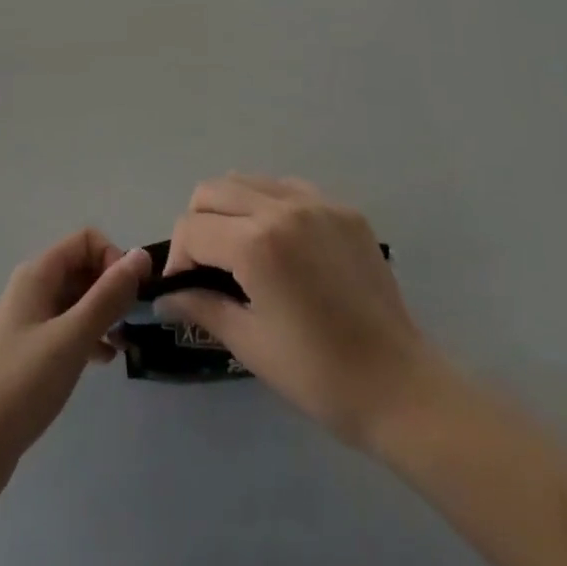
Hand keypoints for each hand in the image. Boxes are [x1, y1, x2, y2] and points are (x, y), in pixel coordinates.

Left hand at [0, 231, 151, 503]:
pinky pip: (69, 326)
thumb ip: (108, 295)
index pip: (86, 241)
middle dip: (111, 287)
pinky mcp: (31, 349)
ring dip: (104, 313)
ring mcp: (30, 319)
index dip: (112, 258)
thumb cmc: (24, 383)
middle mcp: (33, 287)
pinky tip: (105, 360)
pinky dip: (90, 335)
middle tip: (131, 321)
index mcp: (38, 274)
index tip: (130, 295)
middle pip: (83, 267)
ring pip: (78, 299)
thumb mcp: (72, 336)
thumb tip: (142, 255)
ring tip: (124, 342)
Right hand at [159, 175, 438, 449]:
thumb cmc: (318, 374)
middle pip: (214, 190)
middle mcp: (282, 207)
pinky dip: (271, 206)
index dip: (178, 258)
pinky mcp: (343, 208)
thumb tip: (167, 295)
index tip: (183, 289)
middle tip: (207, 266)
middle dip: (198, 224)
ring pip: (249, 180)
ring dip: (232, 209)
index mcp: (256, 243)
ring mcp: (317, 202)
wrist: (399, 385)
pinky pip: (289, 189)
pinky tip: (283, 246)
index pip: (192, 228)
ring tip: (242, 252)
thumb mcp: (250, 344)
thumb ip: (202, 306)